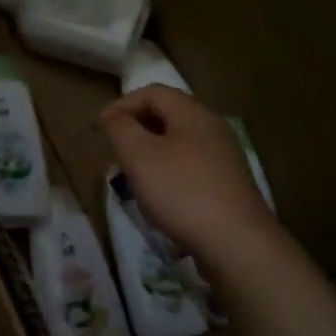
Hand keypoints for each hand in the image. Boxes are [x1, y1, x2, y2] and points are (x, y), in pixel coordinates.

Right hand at [99, 86, 279, 266]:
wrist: (235, 242)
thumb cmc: (181, 192)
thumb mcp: (138, 156)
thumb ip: (119, 128)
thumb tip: (110, 114)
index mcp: (193, 113)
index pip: (152, 92)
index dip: (122, 105)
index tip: (99, 130)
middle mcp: (213, 128)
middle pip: (168, 115)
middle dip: (135, 129)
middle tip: (114, 153)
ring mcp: (224, 157)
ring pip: (178, 143)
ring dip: (150, 153)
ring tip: (132, 177)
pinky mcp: (228, 184)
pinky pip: (190, 166)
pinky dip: (168, 172)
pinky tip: (160, 197)